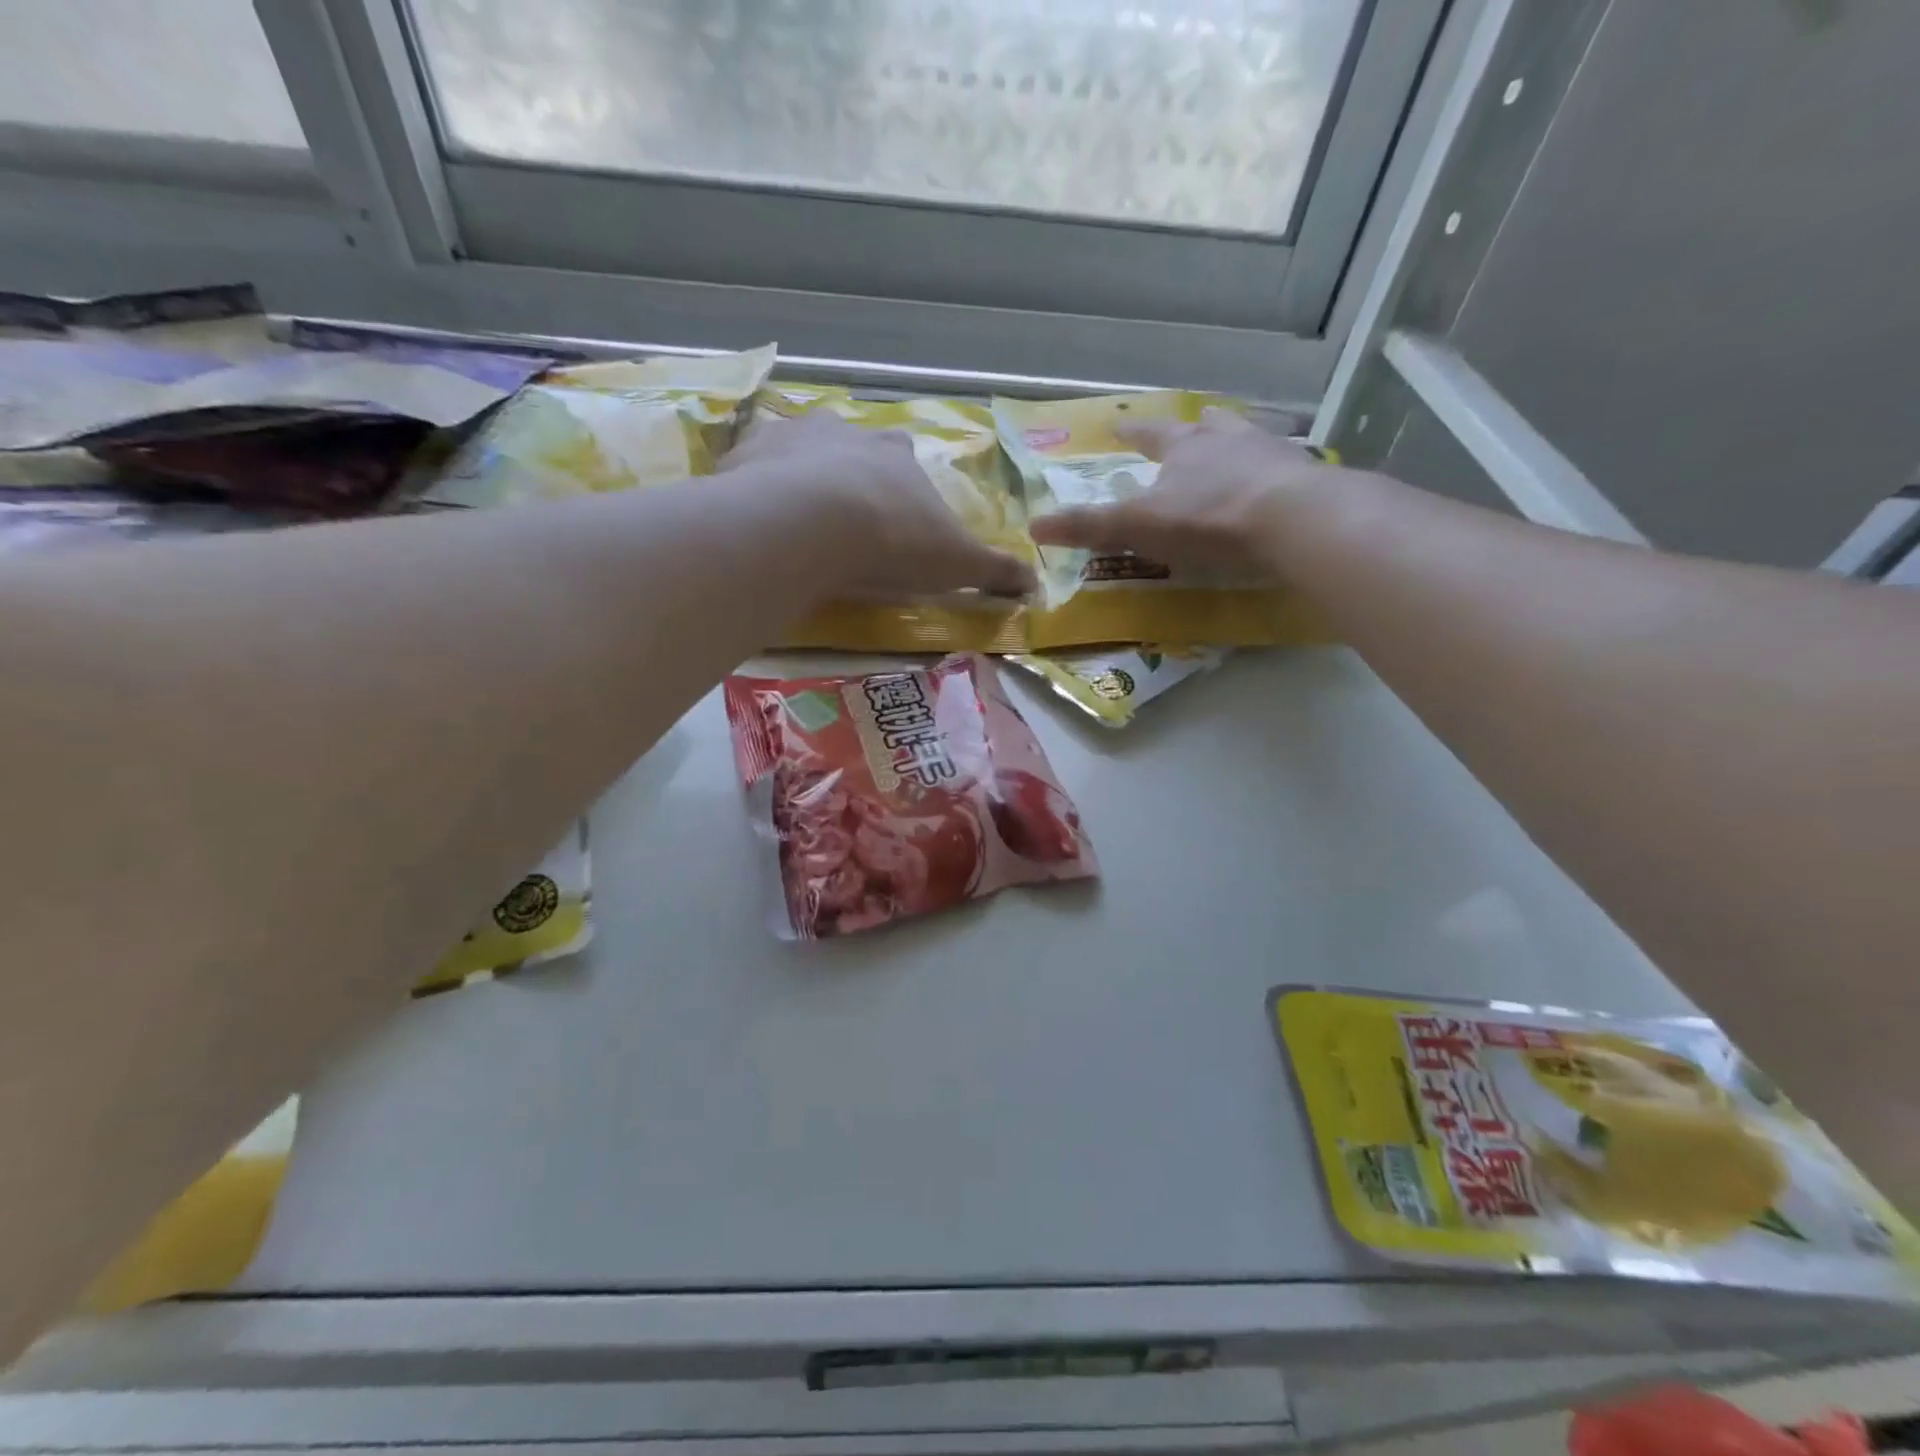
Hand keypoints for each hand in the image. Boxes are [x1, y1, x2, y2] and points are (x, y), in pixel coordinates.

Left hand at [723, 410, 1035, 598]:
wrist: (811, 524)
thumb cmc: (892, 540)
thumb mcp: (955, 563)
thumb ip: (993, 571)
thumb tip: (1034, 583)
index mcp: (897, 456)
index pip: (905, 462)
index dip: (899, 490)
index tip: (891, 521)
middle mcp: (848, 433)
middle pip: (851, 449)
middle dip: (849, 476)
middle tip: (842, 520)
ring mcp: (793, 436)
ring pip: (800, 449)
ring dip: (799, 476)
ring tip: (795, 519)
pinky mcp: (748, 451)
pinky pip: (751, 465)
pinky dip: (754, 486)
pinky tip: (755, 518)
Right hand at [1028, 407, 1344, 578]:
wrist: (1294, 521)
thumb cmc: (1208, 518)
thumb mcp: (1139, 525)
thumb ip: (1090, 527)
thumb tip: (1034, 526)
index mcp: (1185, 447)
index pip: (1150, 436)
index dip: (1132, 435)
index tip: (1119, 429)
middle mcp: (1229, 439)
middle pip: (1207, 427)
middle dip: (1196, 428)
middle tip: (1195, 424)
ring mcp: (1272, 455)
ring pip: (1249, 440)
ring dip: (1238, 444)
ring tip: (1236, 447)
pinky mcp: (1306, 479)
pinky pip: (1284, 471)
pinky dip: (1273, 475)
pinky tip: (1277, 485)